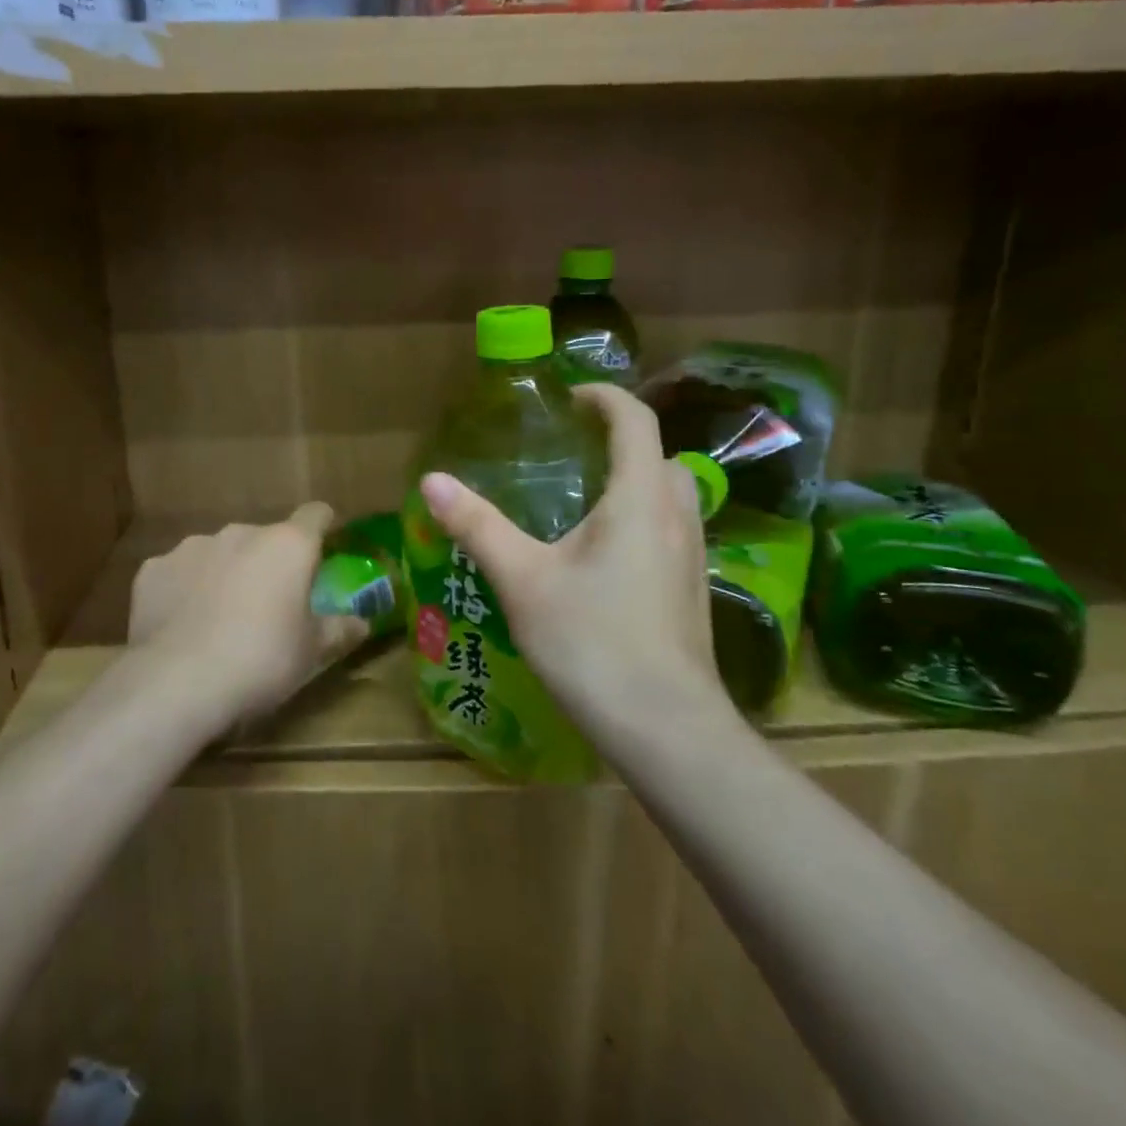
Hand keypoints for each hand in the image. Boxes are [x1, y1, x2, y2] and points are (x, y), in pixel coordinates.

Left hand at [128, 504, 368, 728]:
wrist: (177, 681)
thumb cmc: (261, 660)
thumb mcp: (311, 652)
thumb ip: (339, 630)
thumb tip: (362, 623)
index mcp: (287, 545)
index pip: (316, 514)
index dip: (323, 527)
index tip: (324, 549)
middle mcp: (241, 533)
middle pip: (265, 538)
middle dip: (269, 562)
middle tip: (270, 603)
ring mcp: (192, 547)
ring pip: (220, 552)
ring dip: (227, 572)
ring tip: (220, 617)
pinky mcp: (153, 569)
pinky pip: (179, 572)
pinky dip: (185, 589)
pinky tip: (182, 624)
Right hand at [418, 384, 732, 735]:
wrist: (666, 729)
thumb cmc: (592, 642)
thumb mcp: (523, 580)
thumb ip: (478, 526)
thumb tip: (432, 480)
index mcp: (639, 498)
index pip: (635, 420)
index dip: (604, 397)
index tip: (568, 399)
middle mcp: (676, 516)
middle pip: (660, 455)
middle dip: (621, 440)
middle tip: (573, 451)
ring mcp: (692, 557)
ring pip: (672, 495)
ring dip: (636, 480)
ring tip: (584, 500)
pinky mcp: (693, 591)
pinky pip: (672, 531)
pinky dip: (642, 518)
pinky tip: (604, 557)